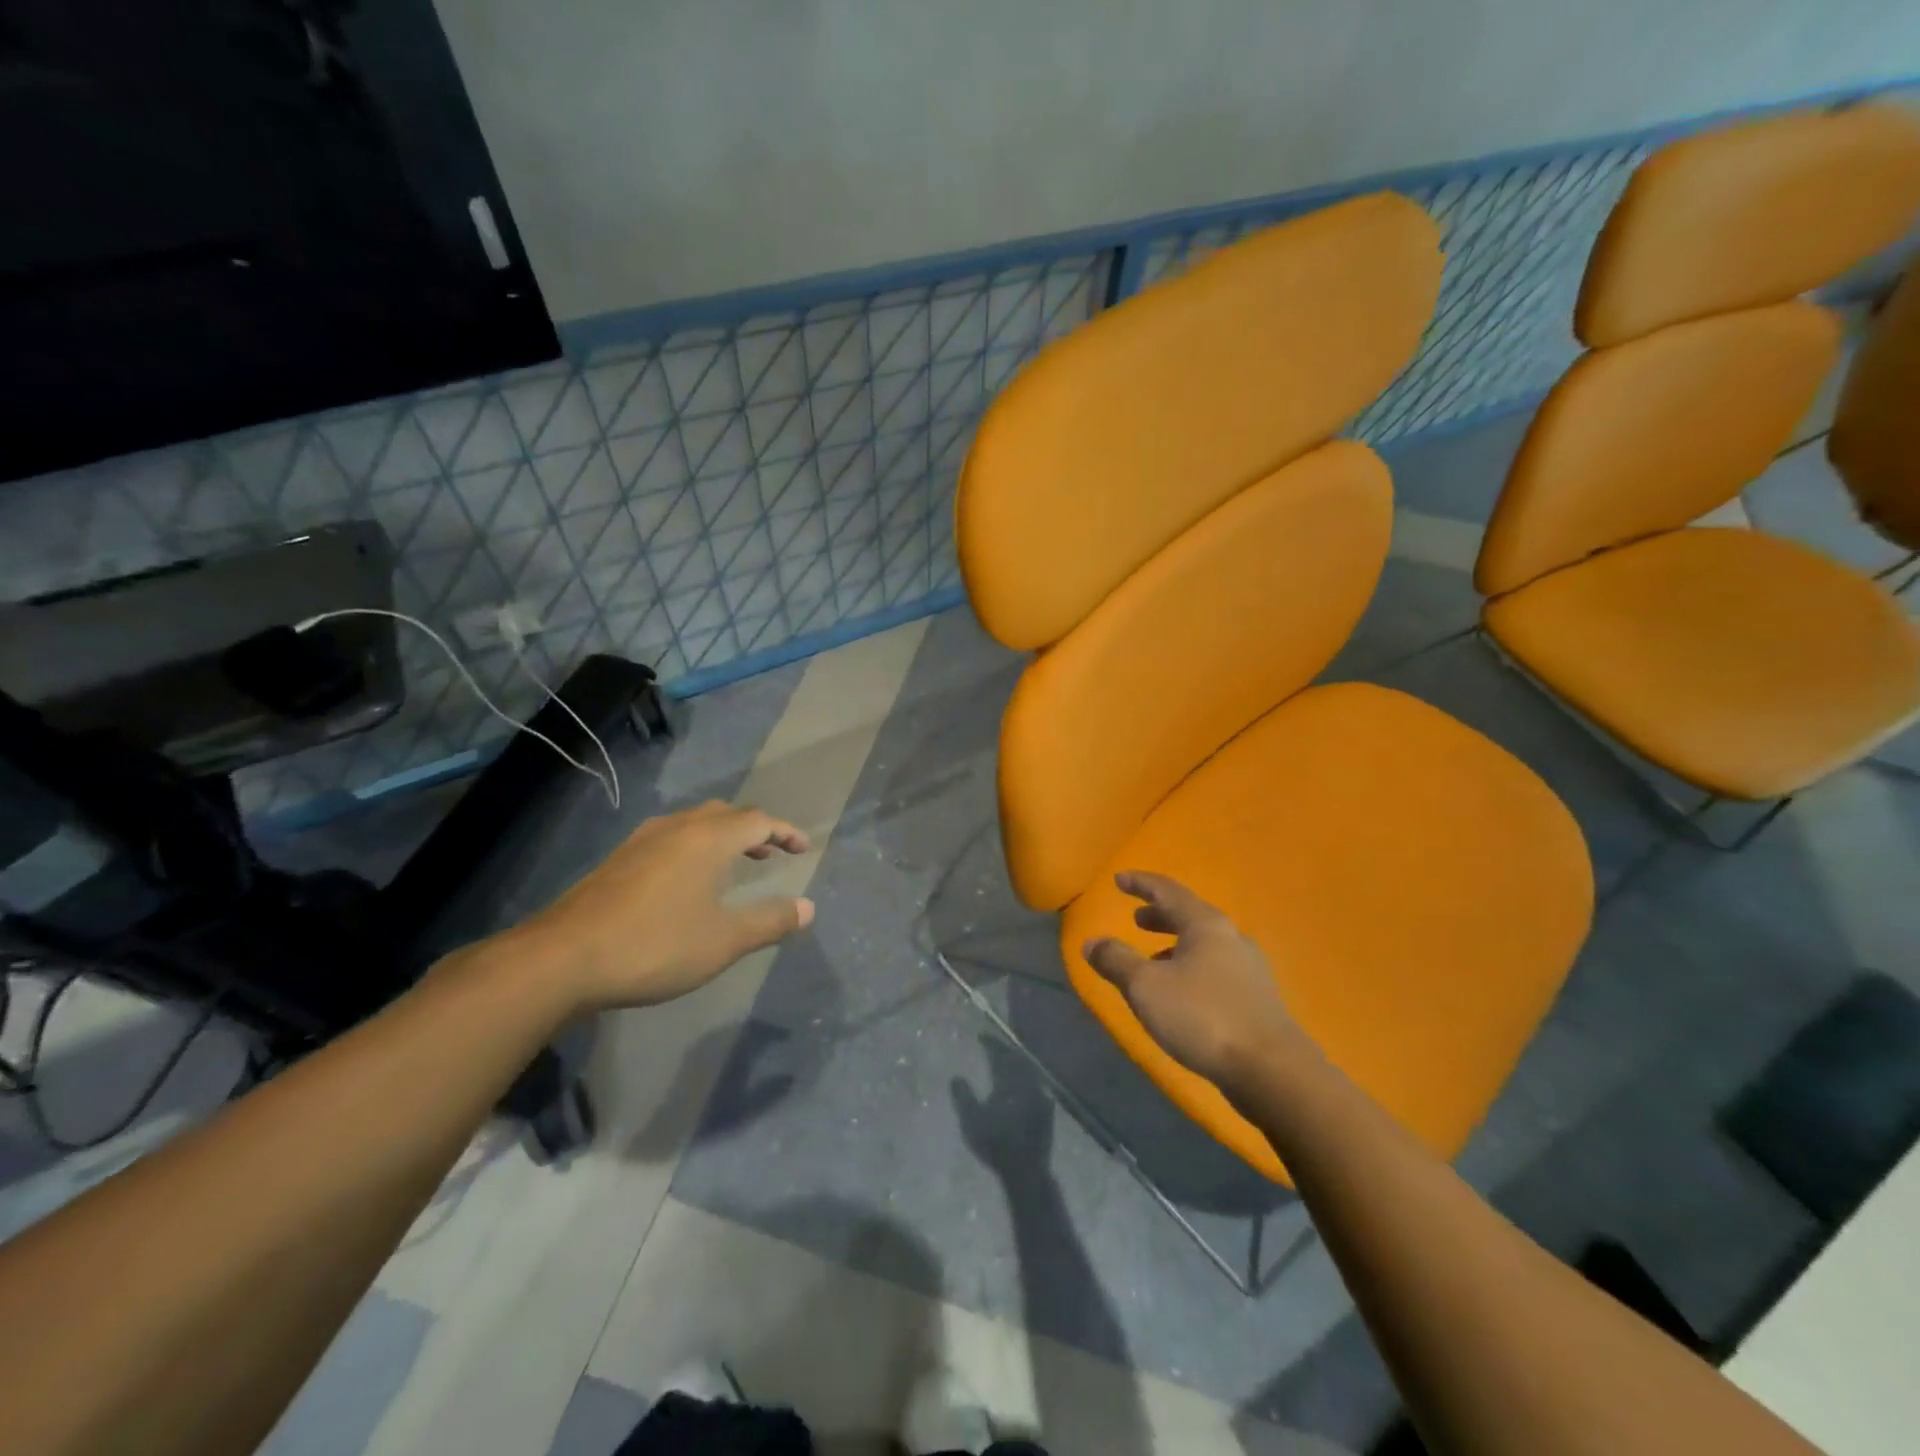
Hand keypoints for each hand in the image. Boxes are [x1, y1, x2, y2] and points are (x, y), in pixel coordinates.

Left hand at [508, 800, 813, 1012]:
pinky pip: (670, 838)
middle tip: (770, 852)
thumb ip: (770, 922)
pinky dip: (694, 847)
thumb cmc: (655, 945)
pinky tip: (686, 879)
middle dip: (754, 829)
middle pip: (725, 814)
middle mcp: (677, 829)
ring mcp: (642, 841)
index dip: (786, 832)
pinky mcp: (618, 860)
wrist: (562, 958)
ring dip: (722, 836)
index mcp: (708, 839)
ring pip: (694, 824)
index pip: (759, 820)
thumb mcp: (724, 941)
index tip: (804, 848)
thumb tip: (808, 908)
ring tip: (734, 863)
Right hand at [1082, 872, 1308, 1089]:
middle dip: (1160, 916)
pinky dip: (1191, 970)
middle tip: (1137, 919)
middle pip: (1190, 917)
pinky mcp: (1257, 1000)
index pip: (1168, 891)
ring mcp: (1249, 970)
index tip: (1119, 879)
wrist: (1272, 1071)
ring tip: (1153, 961)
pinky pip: (1216, 971)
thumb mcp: (1146, 986)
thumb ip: (1116, 960)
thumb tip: (1092, 942)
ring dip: (1175, 946)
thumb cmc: (1203, 1016)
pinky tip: (1181, 996)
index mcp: (1206, 925)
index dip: (1141, 884)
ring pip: (1205, 946)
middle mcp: (1231, 939)